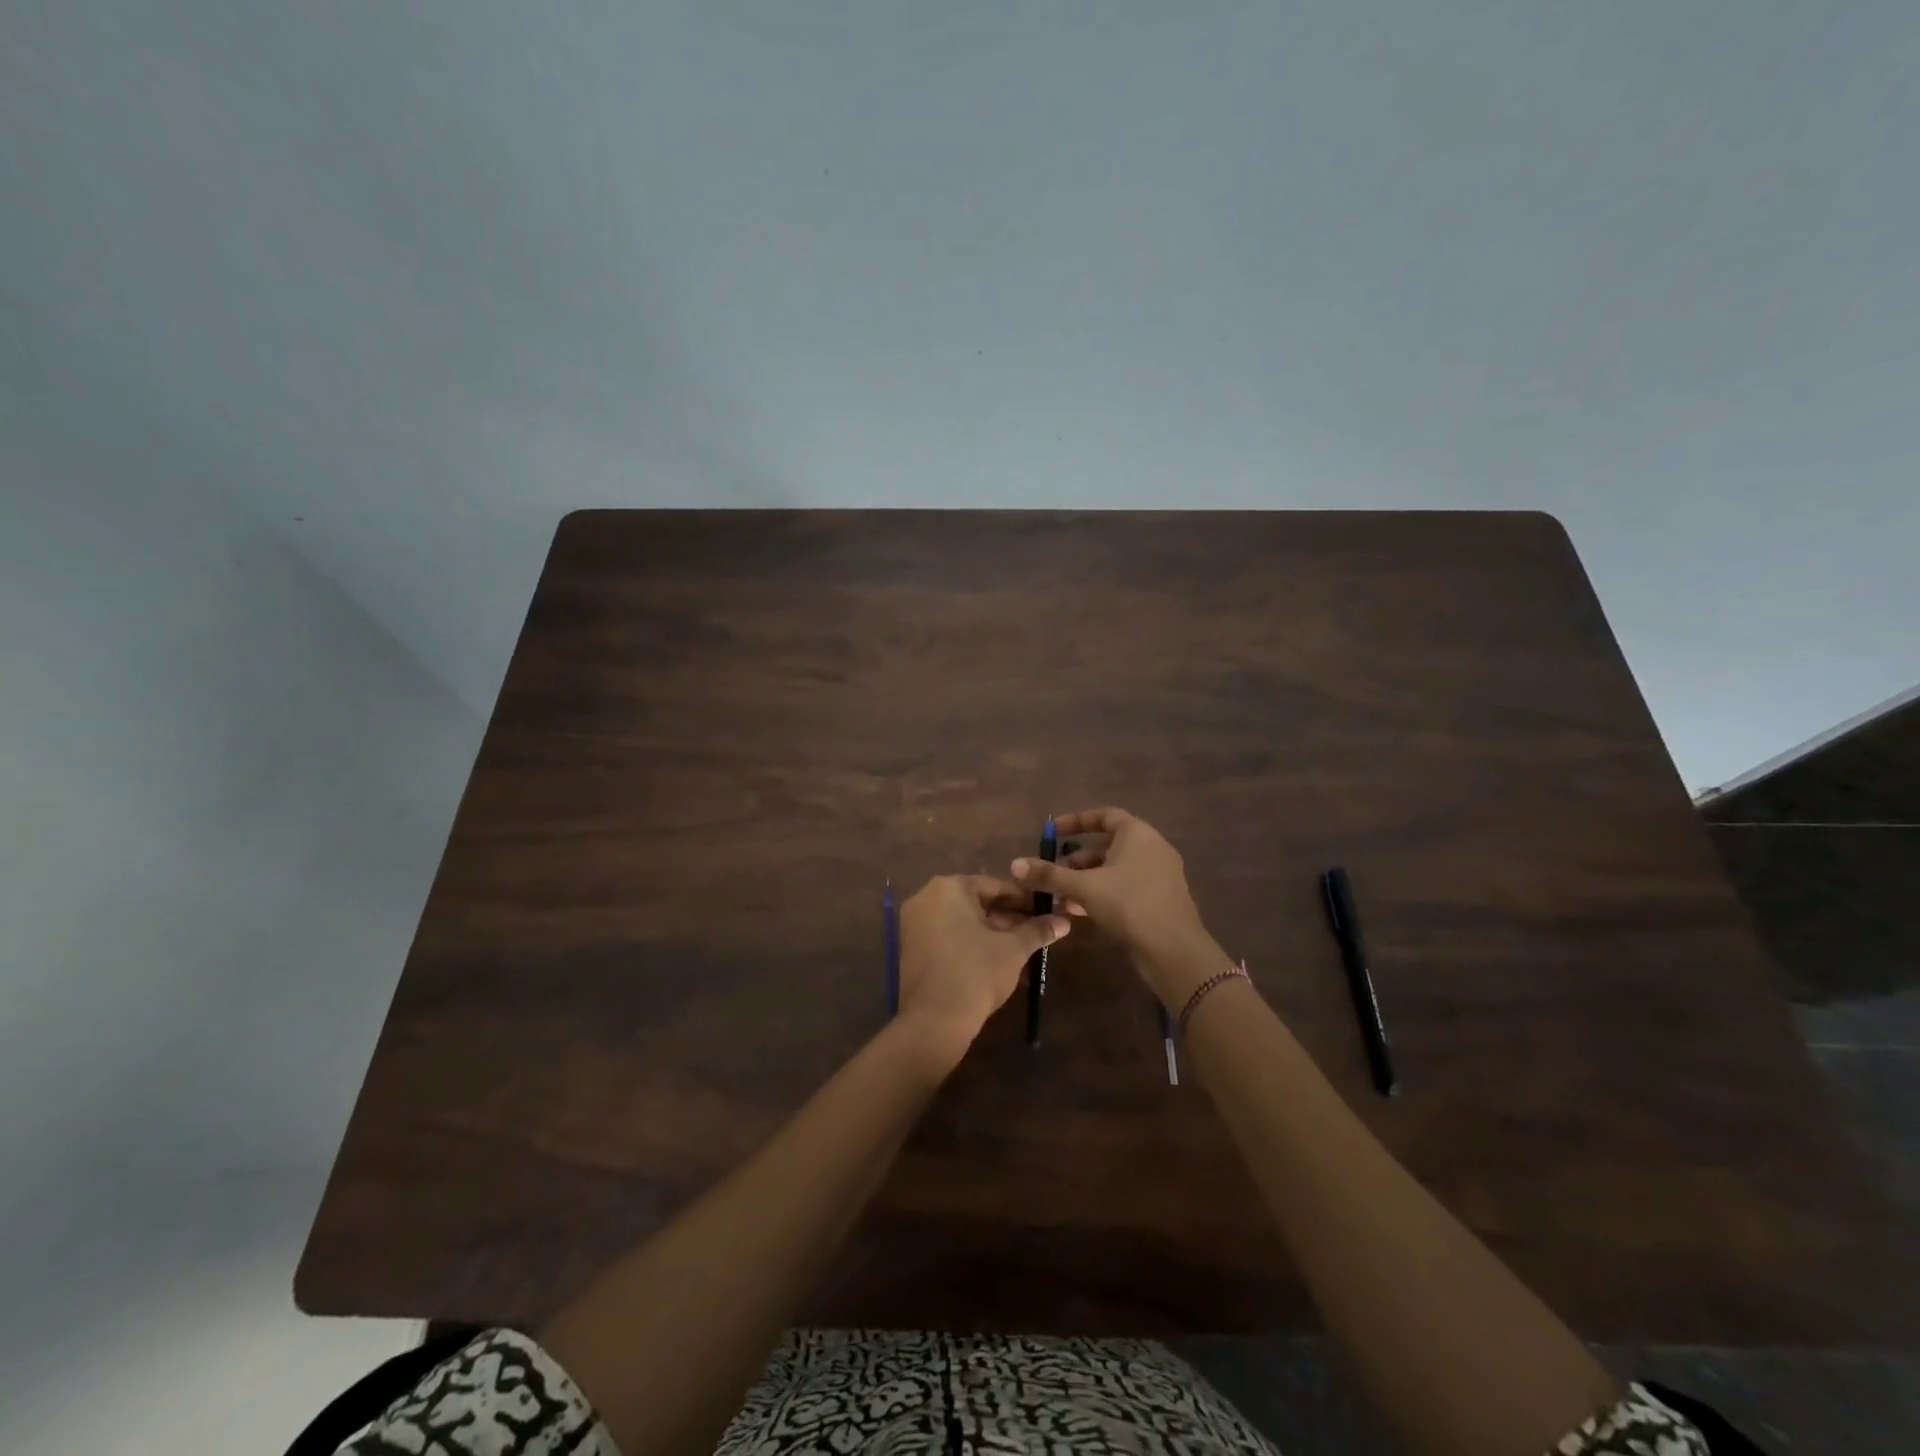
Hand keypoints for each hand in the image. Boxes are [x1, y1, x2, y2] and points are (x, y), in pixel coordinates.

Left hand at [896, 874, 1069, 1057]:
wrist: (935, 1020)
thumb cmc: (977, 972)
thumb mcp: (1013, 949)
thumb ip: (1037, 930)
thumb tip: (1064, 922)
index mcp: (949, 887)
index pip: (995, 885)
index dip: (1024, 899)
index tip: (1045, 910)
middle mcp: (926, 897)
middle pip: (976, 901)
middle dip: (1007, 915)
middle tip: (1035, 929)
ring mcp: (914, 922)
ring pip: (961, 919)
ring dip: (991, 929)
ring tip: (1020, 944)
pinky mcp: (910, 947)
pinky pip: (946, 934)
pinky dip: (969, 940)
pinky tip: (994, 956)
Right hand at [1011, 806, 1218, 1007]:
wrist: (1173, 950)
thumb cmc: (1129, 905)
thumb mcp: (1084, 887)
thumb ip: (1050, 875)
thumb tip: (1015, 864)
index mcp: (1138, 834)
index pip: (1104, 815)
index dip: (1076, 821)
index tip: (1052, 832)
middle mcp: (1152, 848)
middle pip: (1107, 845)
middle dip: (1075, 859)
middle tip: (1052, 872)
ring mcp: (1158, 875)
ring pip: (1114, 870)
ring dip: (1085, 880)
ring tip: (1059, 898)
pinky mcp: (1159, 900)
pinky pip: (1125, 888)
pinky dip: (1101, 894)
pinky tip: (1078, 913)